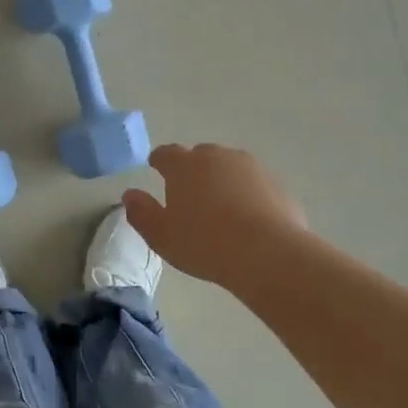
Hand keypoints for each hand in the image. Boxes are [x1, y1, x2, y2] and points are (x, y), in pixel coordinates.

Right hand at [122, 143, 307, 285]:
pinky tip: (247, 220)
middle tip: (188, 194)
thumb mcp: (161, 236)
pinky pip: (254, 185)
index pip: (166, 154)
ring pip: (230, 168)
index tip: (156, 167)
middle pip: (201, 156)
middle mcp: (218, 157)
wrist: (268, 253)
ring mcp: (252, 168)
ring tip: (219, 207)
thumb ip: (141, 213)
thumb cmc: (204, 243)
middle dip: (192, 170)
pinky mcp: (277, 185)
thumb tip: (130, 195)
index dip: (159, 161)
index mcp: (185, 166)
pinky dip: (247, 195)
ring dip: (222, 180)